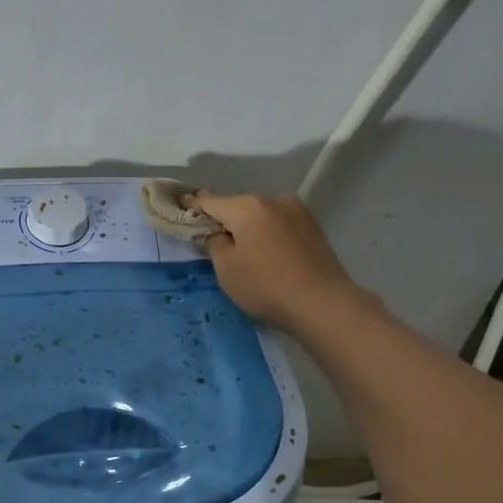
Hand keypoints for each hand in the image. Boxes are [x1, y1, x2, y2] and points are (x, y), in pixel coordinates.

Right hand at [188, 191, 378, 334]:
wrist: (322, 303)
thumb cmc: (265, 285)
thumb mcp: (226, 268)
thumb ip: (214, 243)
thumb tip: (215, 232)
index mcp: (247, 206)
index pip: (210, 201)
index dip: (192, 206)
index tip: (180, 207)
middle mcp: (273, 199)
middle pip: (237, 206)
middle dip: (224, 219)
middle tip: (211, 238)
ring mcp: (297, 211)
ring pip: (260, 215)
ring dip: (248, 227)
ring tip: (242, 249)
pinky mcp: (312, 227)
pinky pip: (278, 224)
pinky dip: (267, 233)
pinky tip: (265, 253)